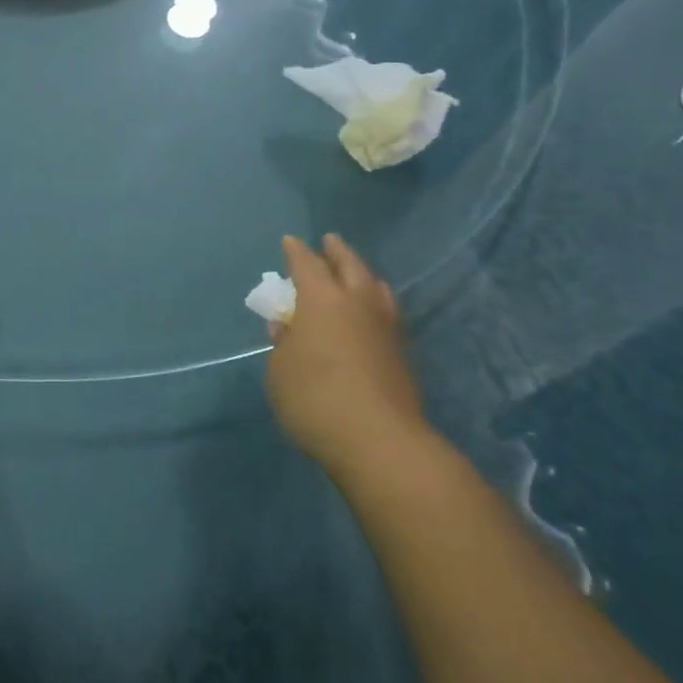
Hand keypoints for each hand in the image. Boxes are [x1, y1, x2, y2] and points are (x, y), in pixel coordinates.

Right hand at [265, 234, 426, 473]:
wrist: (380, 442)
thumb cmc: (315, 398)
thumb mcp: (280, 372)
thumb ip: (283, 345)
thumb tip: (288, 328)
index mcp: (322, 299)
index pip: (306, 264)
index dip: (296, 251)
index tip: (290, 241)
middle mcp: (357, 303)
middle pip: (349, 266)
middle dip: (337, 251)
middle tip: (330, 241)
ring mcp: (385, 327)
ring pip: (375, 288)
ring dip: (363, 275)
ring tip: (357, 274)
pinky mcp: (402, 354)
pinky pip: (387, 313)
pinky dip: (376, 304)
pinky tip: (371, 314)